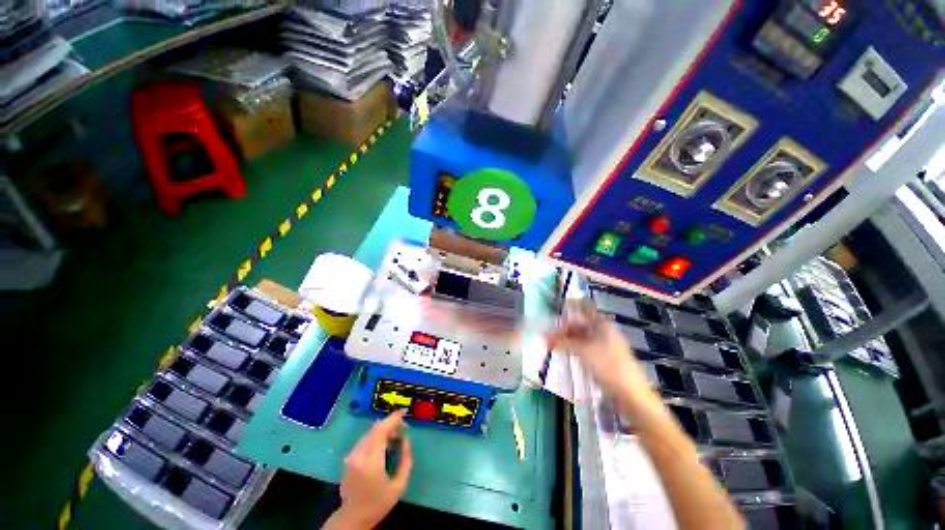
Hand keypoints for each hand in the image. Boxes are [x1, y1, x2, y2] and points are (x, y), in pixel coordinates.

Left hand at [329, 410, 412, 528]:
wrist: (352, 518)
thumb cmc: (378, 503)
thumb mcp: (399, 486)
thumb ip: (405, 460)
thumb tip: (406, 439)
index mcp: (371, 462)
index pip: (381, 431)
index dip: (393, 419)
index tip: (404, 413)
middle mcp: (359, 455)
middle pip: (375, 429)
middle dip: (390, 424)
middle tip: (402, 429)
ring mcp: (351, 456)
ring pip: (370, 432)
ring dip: (383, 430)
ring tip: (394, 438)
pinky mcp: (348, 458)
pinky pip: (364, 439)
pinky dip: (376, 436)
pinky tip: (383, 445)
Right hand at [546, 300, 658, 412]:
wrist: (630, 394)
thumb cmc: (606, 366)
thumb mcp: (581, 351)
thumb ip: (563, 342)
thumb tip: (546, 338)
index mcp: (603, 324)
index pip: (585, 308)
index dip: (571, 306)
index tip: (558, 307)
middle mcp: (605, 332)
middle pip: (581, 325)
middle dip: (564, 329)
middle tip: (549, 337)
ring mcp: (607, 345)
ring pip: (583, 337)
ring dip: (568, 340)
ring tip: (554, 346)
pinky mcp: (606, 358)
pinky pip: (587, 348)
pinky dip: (575, 348)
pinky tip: (566, 353)